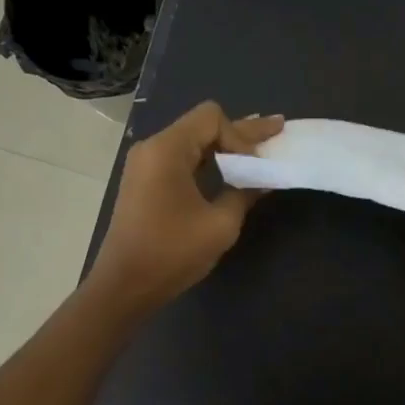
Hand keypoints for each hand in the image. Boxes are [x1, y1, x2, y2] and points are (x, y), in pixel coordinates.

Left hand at [87, 102, 282, 316]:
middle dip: (241, 132)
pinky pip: (183, 160)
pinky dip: (210, 161)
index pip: (212, 119)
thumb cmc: (172, 252)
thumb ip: (245, 193)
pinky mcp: (146, 183)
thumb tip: (264, 179)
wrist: (126, 285)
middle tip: (278, 128)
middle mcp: (153, 148)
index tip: (253, 170)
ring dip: (226, 147)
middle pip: (203, 126)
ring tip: (259, 149)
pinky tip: (232, 168)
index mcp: (167, 150)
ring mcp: (147, 165)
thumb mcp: (220, 224)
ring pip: (194, 142)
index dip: (240, 137)